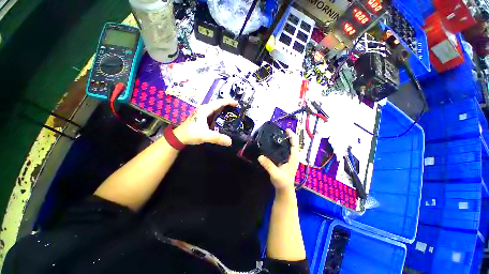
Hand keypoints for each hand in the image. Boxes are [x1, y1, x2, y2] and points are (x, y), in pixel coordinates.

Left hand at [174, 99, 237, 145]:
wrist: (179, 137)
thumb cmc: (191, 134)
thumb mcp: (205, 135)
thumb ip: (217, 138)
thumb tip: (230, 141)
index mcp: (205, 110)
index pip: (219, 103)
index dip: (228, 102)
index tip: (237, 103)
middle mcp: (204, 109)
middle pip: (218, 104)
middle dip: (227, 105)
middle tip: (236, 109)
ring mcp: (202, 113)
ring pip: (215, 109)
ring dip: (223, 109)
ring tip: (232, 112)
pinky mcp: (202, 118)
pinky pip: (213, 113)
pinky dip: (219, 114)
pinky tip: (223, 119)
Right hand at [258, 129, 299, 191]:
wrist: (283, 188)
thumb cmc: (283, 182)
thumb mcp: (276, 174)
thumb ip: (269, 166)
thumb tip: (260, 156)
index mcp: (293, 158)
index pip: (295, 144)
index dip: (292, 136)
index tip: (286, 130)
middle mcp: (292, 156)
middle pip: (292, 143)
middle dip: (287, 136)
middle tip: (278, 131)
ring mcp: (288, 158)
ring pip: (287, 146)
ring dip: (284, 140)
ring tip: (275, 135)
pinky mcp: (284, 160)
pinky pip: (283, 150)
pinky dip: (280, 145)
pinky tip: (273, 144)